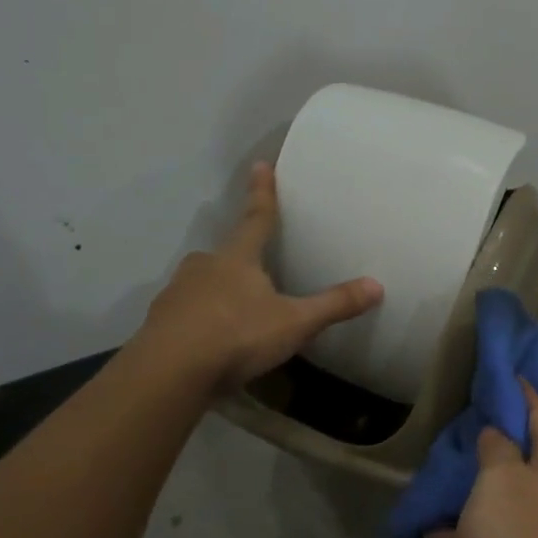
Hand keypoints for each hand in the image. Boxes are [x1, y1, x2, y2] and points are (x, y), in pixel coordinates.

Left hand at [133, 161, 382, 394]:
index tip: (261, 164)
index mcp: (237, 259)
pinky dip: (200, 322)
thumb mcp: (295, 323)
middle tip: (256, 272)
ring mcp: (176, 294)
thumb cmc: (237, 335)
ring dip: (218, 293)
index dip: (262, 193)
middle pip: (226, 255)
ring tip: (236, 316)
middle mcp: (203, 267)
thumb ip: (333, 305)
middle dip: (240, 260)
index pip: (257, 219)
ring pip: (203, 285)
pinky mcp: (159, 324)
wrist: (169, 373)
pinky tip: (210, 343)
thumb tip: (377, 286)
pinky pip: (186, 315)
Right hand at [436, 384, 537, 537]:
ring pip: (505, 495)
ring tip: (438, 463)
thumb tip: (499, 433)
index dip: (520, 390)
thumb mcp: (502, 482)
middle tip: (455, 418)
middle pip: (525, 453)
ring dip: (475, 481)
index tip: (494, 371)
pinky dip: (466, 526)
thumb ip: (497, 448)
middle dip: (493, 435)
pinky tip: (432, 522)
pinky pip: (492, 535)